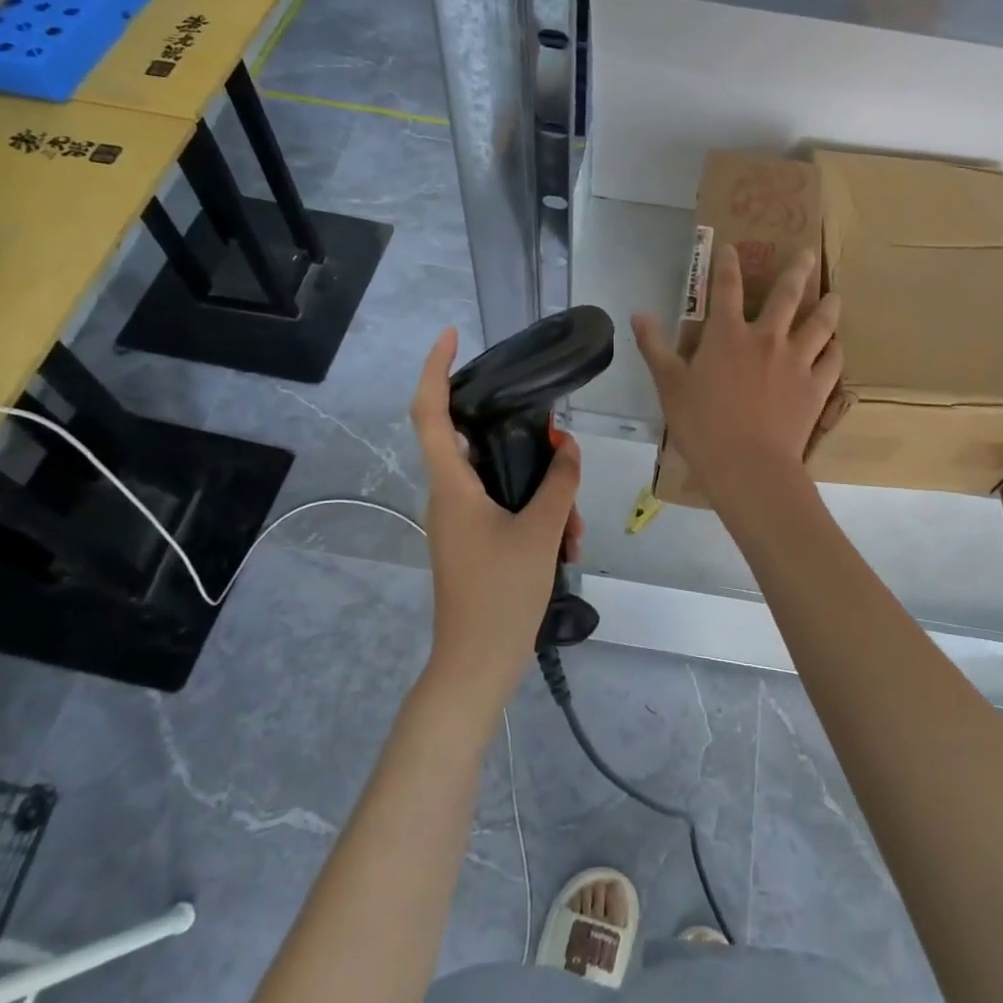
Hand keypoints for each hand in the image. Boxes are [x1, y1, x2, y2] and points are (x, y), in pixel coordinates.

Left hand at [410, 327, 582, 713]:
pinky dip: (536, 517)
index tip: (451, 335)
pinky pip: (504, 510)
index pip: (429, 412)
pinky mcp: (472, 542)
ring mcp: (459, 522)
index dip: (435, 368)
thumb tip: (566, 444)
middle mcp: (448, 497)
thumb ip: (557, 482)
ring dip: (541, 494)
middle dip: (524, 445)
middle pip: (478, 444)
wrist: (476, 667)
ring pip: (501, 482)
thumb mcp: (540, 532)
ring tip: (572, 528)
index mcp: (451, 485)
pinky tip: (565, 544)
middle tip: (559, 453)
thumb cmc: (500, 595)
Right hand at [633, 246, 841, 501]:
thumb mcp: (669, 385)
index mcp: (727, 335)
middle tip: (809, 254)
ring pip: (819, 324)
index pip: (727, 287)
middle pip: (787, 296)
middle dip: (797, 271)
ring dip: (827, 306)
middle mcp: (767, 338)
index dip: (727, 263)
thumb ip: (654, 347)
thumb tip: (638, 314)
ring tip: (834, 295)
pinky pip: (832, 361)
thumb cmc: (702, 425)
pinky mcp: (816, 387)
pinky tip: (836, 346)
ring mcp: (796, 361)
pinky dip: (835, 350)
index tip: (732, 247)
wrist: (748, 465)